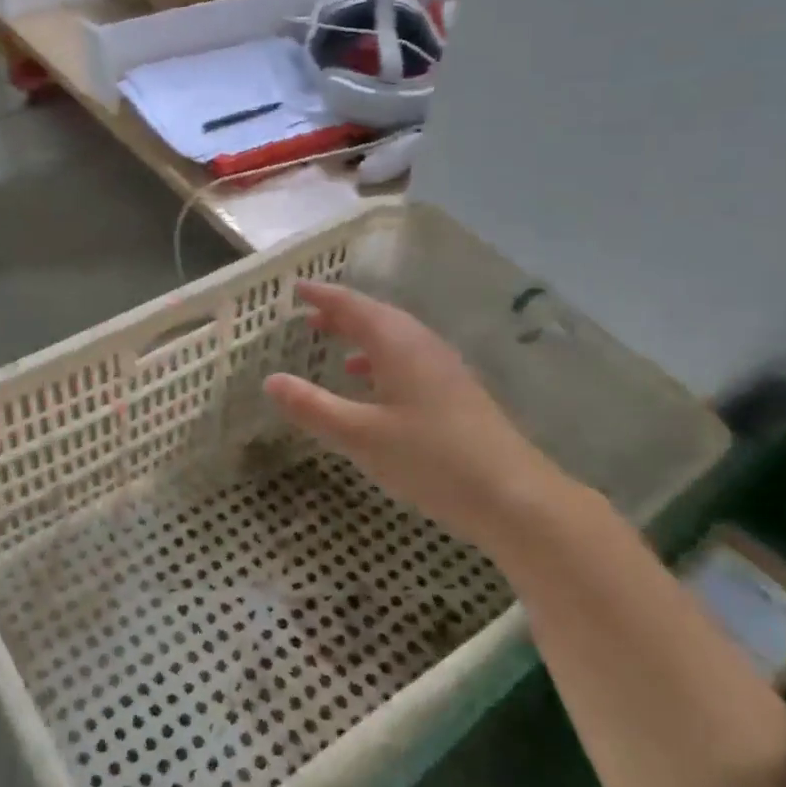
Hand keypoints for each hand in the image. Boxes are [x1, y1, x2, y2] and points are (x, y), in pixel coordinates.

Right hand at [264, 283, 575, 549]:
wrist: (515, 498)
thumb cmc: (432, 460)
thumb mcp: (361, 436)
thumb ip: (313, 407)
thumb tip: (270, 380)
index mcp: (398, 345)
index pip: (354, 307)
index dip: (324, 296)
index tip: (297, 288)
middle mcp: (423, 347)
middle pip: (377, 317)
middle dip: (342, 313)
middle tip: (309, 313)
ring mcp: (444, 370)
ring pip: (395, 339)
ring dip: (362, 335)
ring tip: (332, 342)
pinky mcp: (456, 394)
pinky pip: (408, 360)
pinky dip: (381, 360)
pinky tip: (371, 385)